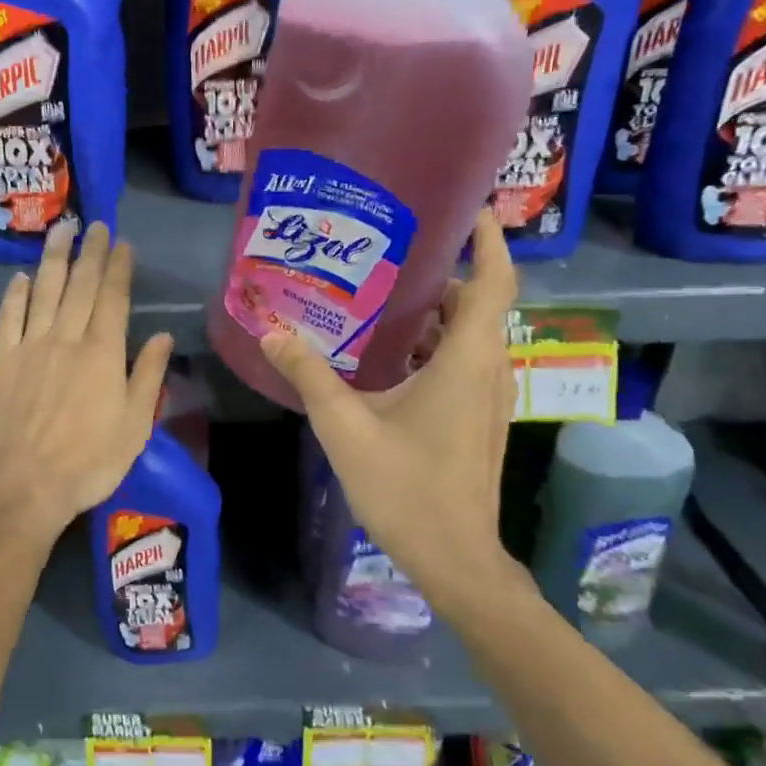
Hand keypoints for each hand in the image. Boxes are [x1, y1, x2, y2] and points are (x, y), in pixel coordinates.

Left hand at [0, 221, 175, 549]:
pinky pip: (8, 317)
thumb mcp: (134, 427)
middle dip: (90, 252)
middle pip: (80, 285)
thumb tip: (163, 336)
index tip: (122, 243)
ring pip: (43, 291)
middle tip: (95, 224)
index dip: (119, 267)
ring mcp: (29, 347)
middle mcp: (66, 339)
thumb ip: (147, 376)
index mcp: (102, 353)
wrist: (22, 488)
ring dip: (53, 258)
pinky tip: (20, 277)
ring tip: (60, 230)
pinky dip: (15, 294)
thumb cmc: (87, 464)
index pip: (113, 298)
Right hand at [260, 210, 524, 617]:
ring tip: (381, 295)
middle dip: (441, 273)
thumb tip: (272, 331)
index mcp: (467, 360)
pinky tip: (387, 354)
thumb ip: (308, 374)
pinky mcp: (478, 419)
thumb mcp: (345, 425)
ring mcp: (487, 398)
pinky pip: (461, 362)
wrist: (454, 558)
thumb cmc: (406, 486)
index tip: (469, 208)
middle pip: (476, 303)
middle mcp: (487, 370)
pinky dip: (433, 344)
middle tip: (390, 252)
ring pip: (467, 335)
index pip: (493, 282)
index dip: (488, 240)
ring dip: (434, 312)